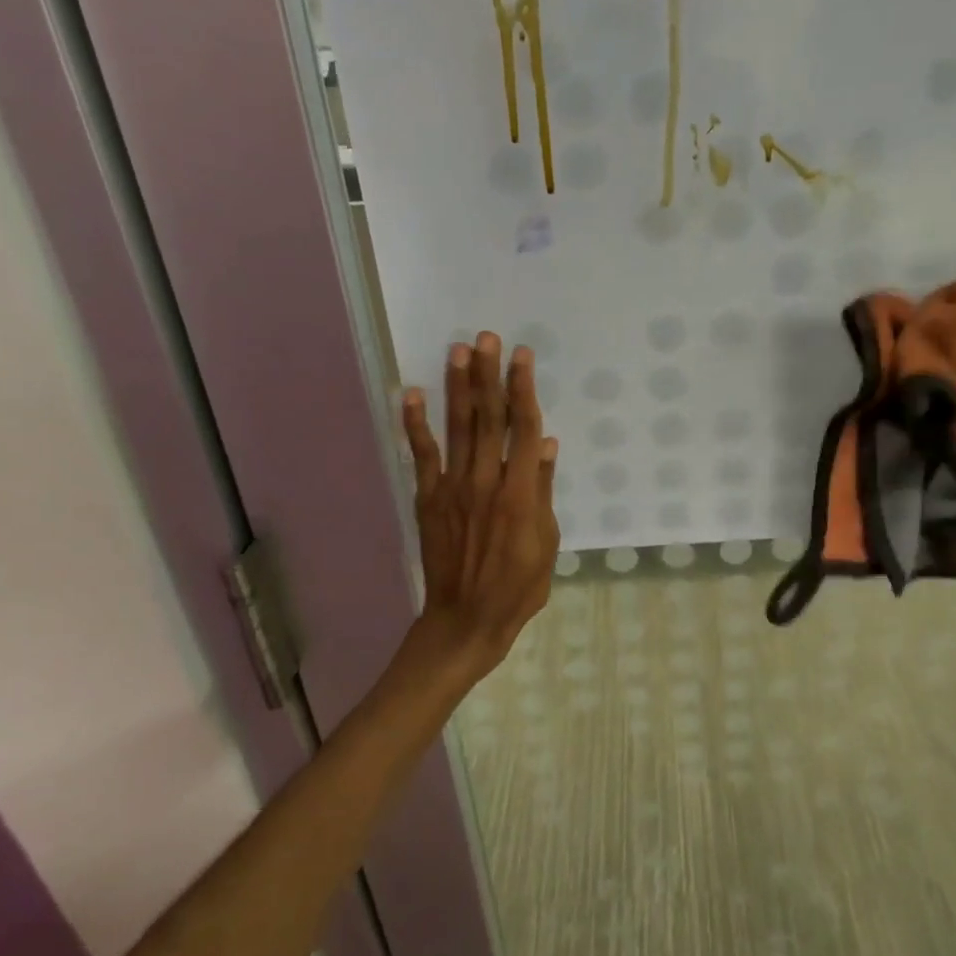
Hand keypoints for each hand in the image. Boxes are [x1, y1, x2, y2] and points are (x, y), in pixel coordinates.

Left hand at [400, 332, 559, 673]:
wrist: (467, 619)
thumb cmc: (518, 586)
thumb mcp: (547, 542)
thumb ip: (542, 490)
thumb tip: (545, 443)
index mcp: (520, 492)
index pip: (523, 428)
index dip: (523, 388)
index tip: (522, 355)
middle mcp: (486, 481)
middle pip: (489, 418)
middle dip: (488, 375)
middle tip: (486, 337)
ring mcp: (453, 488)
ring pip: (458, 428)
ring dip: (458, 388)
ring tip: (458, 351)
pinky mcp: (429, 499)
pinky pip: (421, 456)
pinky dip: (414, 424)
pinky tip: (409, 393)